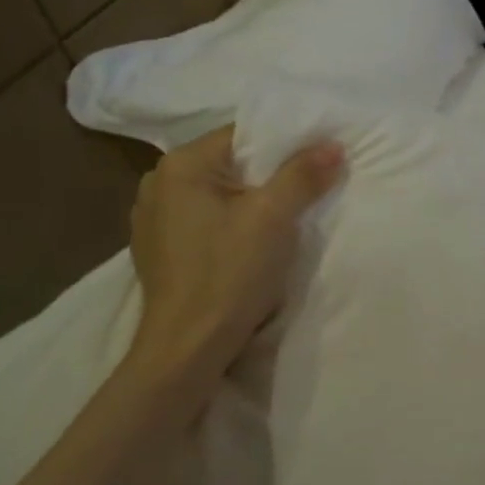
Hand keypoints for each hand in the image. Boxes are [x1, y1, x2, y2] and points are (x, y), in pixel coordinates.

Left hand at [127, 126, 343, 378]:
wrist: (187, 349)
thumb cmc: (228, 274)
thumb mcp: (273, 219)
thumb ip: (303, 175)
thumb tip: (333, 145)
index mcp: (180, 165)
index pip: (242, 135)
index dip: (284, 145)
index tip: (315, 162)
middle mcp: (158, 183)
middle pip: (229, 164)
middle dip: (267, 175)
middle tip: (305, 191)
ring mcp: (152, 219)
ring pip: (216, 194)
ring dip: (248, 202)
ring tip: (279, 220)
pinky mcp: (157, 249)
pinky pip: (202, 220)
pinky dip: (227, 224)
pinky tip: (245, 246)